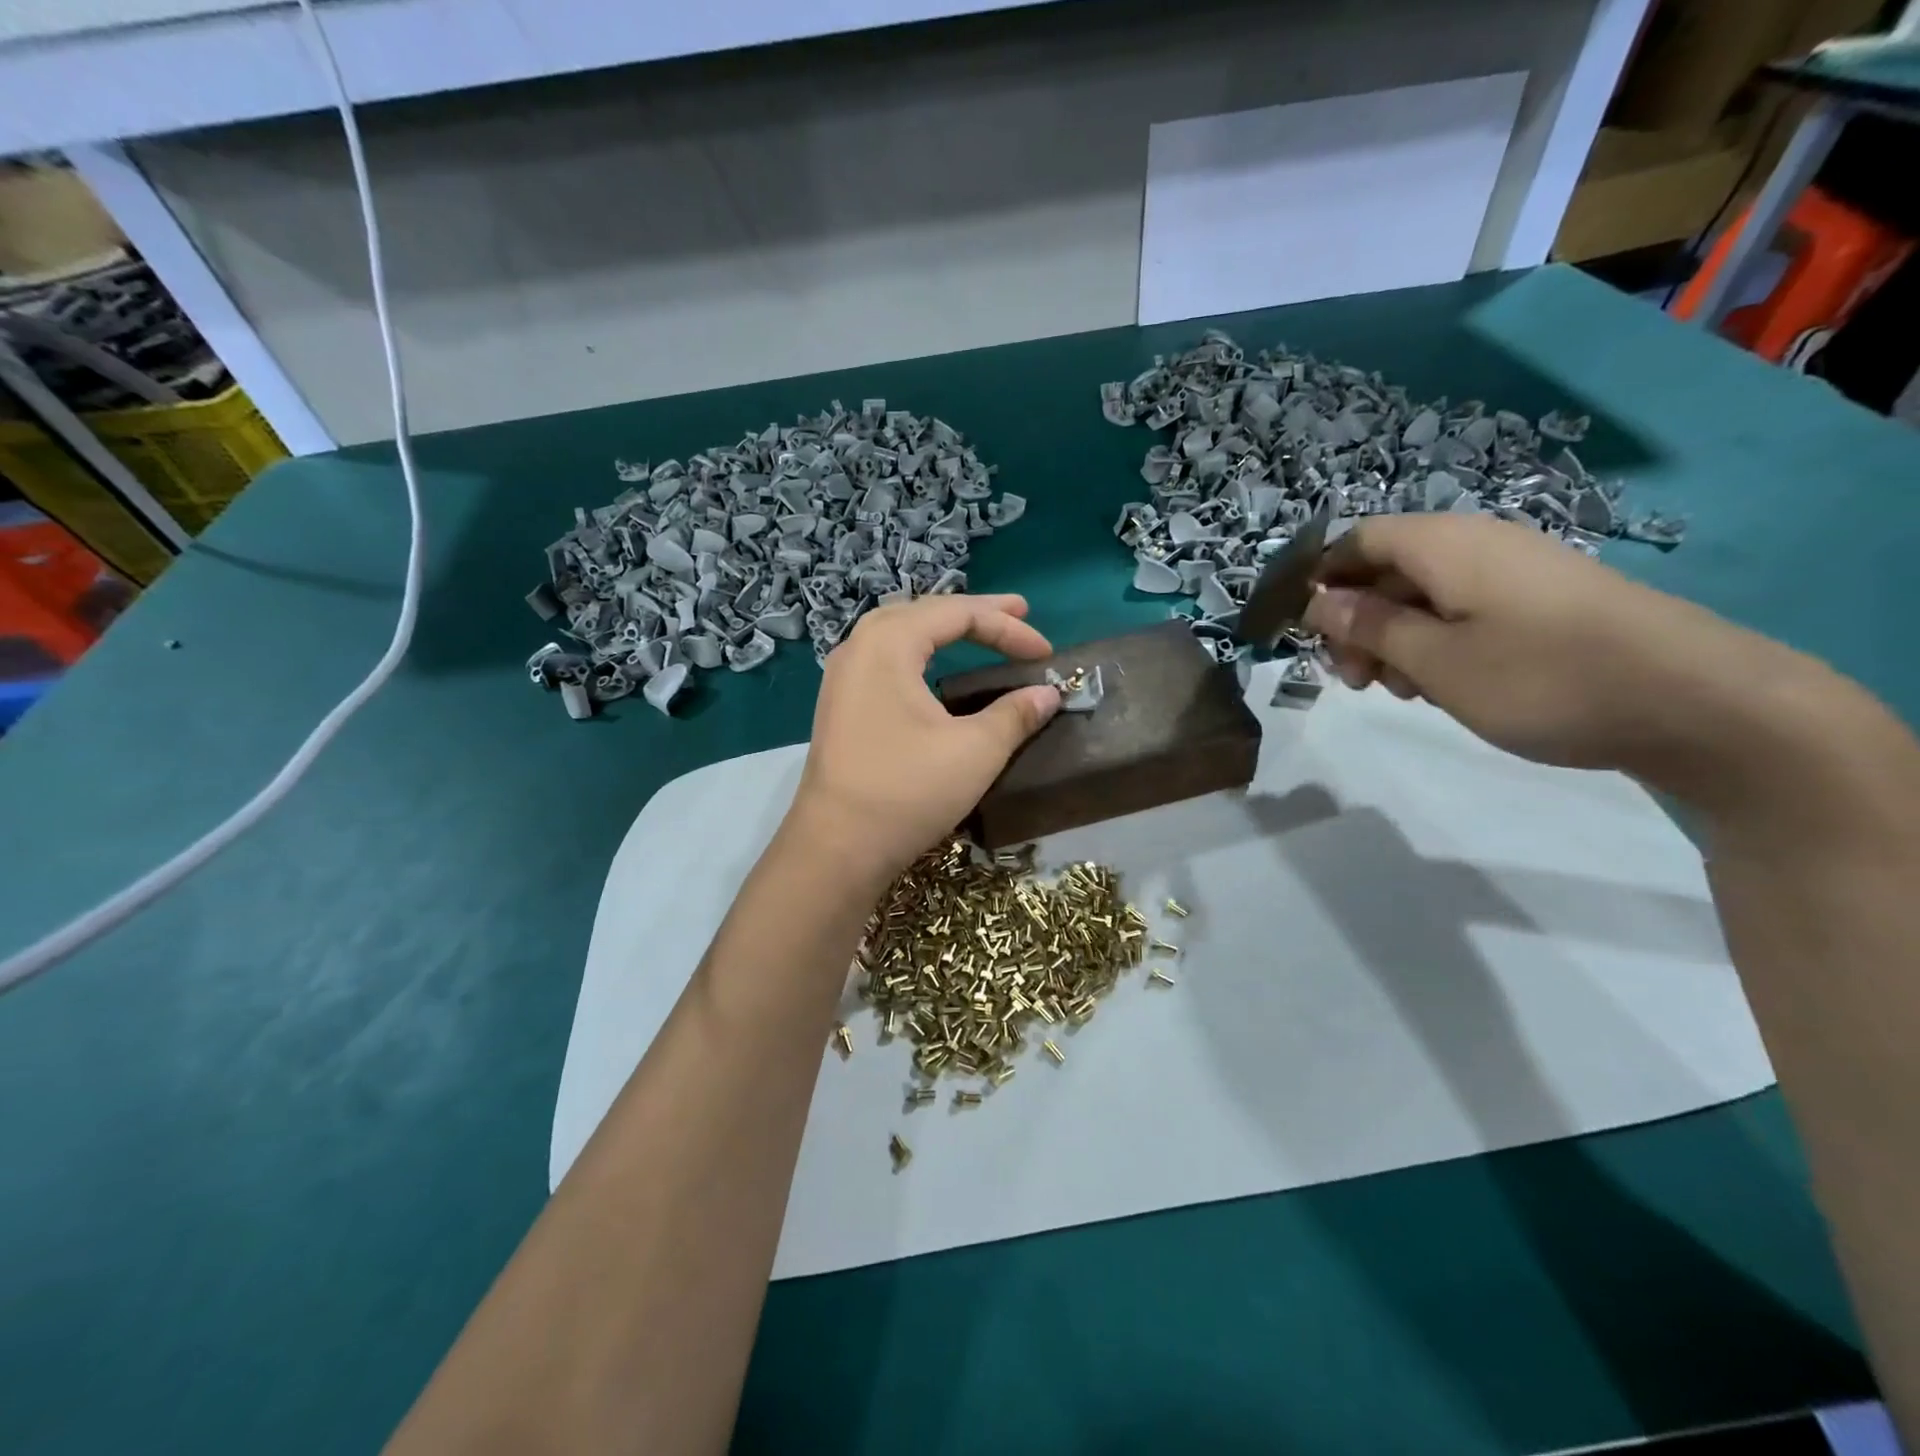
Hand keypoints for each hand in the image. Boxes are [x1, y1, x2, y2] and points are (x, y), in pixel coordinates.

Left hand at [784, 594, 1061, 888]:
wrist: (837, 847)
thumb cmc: (907, 791)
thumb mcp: (975, 751)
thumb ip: (1016, 715)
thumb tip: (1049, 694)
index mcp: (888, 643)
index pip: (957, 615)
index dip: (1008, 628)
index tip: (1047, 653)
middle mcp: (859, 648)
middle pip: (924, 613)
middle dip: (974, 613)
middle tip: (1016, 612)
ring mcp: (842, 677)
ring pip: (898, 633)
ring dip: (942, 629)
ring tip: (976, 630)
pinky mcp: (839, 705)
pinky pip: (884, 659)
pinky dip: (919, 653)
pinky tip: (933, 669)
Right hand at [1300, 515, 1794, 783]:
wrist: (1696, 701)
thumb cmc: (1541, 677)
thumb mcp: (1433, 659)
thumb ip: (1367, 626)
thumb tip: (1316, 600)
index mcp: (1444, 544)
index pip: (1355, 540)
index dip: (1319, 580)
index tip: (1305, 634)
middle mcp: (1478, 543)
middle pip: (1387, 570)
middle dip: (1356, 622)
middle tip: (1354, 682)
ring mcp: (1516, 571)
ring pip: (1424, 595)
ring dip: (1394, 640)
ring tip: (1401, 692)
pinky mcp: (1544, 601)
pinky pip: (1465, 610)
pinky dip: (1437, 643)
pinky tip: (1444, 685)